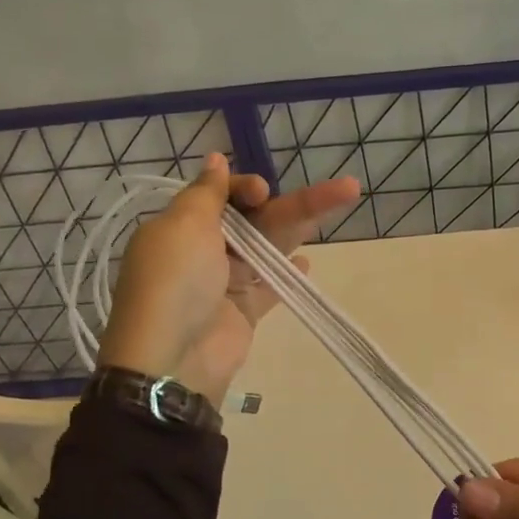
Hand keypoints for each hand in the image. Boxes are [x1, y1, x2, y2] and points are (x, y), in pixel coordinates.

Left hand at [97, 154, 359, 405]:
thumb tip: (215, 160)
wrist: (173, 359)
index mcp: (182, 226)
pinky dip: (290, 273)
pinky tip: (308, 261)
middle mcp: (204, 250)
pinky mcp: (244, 311)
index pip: (221, 195)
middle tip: (345, 188)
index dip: (245, 188)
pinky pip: (271, 286)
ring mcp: (226, 282)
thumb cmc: (175, 282)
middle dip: (297, 203)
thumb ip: (206, 193)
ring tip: (344, 207)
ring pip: (270, 248)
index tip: (261, 192)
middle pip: (257, 219)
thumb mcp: (182, 226)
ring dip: (303, 229)